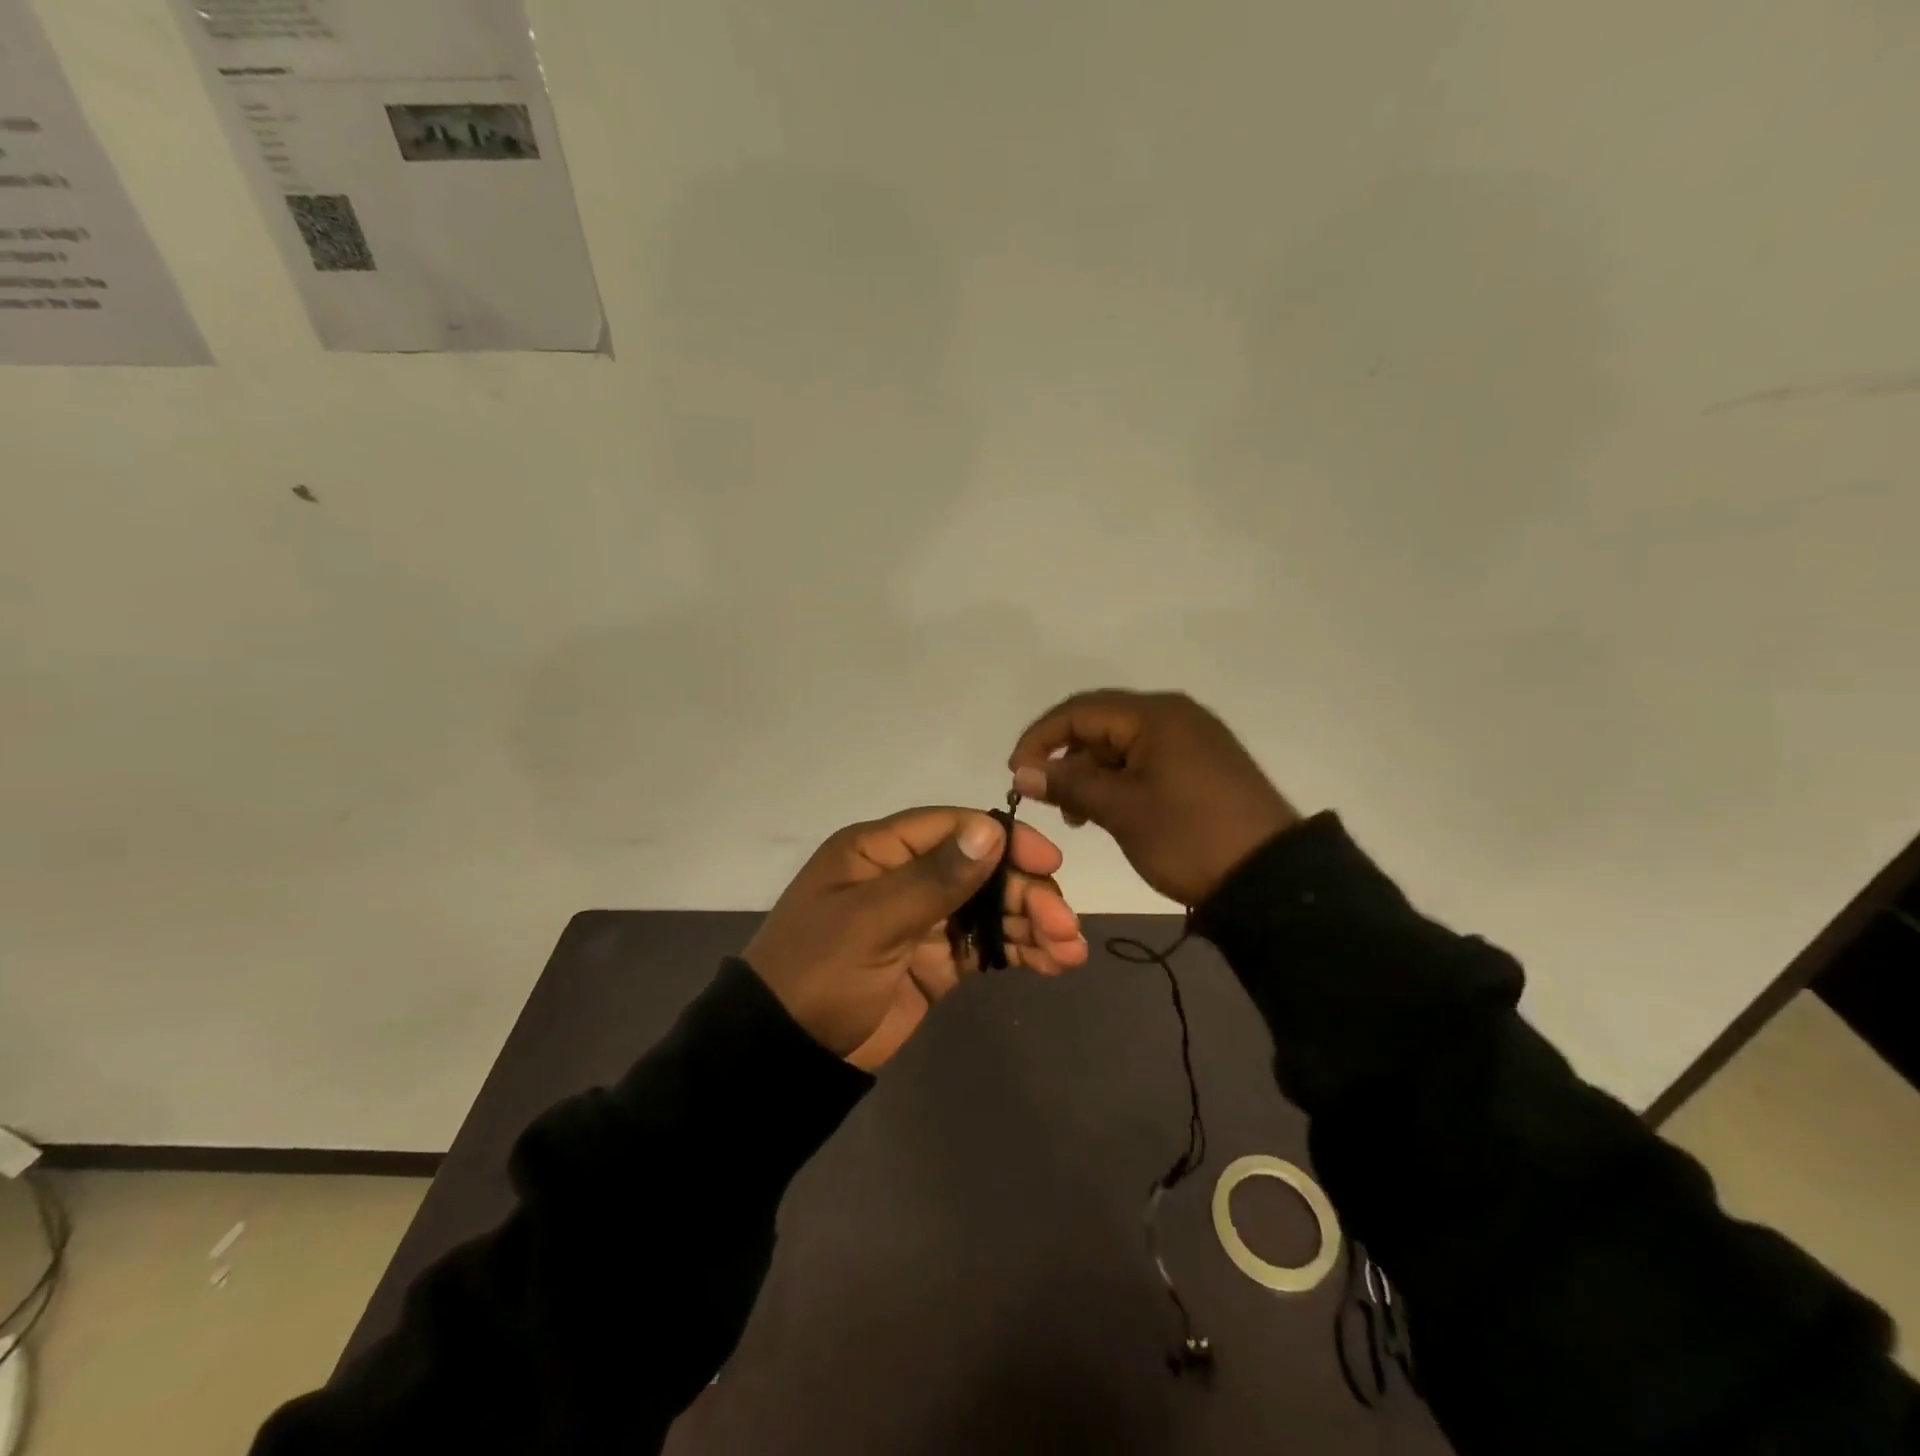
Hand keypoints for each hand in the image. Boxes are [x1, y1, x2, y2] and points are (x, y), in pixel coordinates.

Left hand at [745, 807, 1088, 1071]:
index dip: (1004, 841)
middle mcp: (905, 876)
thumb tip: (991, 830)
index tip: (1048, 864)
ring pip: (989, 909)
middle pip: (980, 870)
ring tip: (1070, 952)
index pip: (953, 828)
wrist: (784, 1055)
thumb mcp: (871, 922)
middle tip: (1064, 927)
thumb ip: (933, 879)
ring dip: (1031, 924)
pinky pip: (984, 946)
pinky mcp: (935, 961)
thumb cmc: (819, 973)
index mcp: (879, 851)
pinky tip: (1052, 963)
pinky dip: (1018, 951)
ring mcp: (923, 920)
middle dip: (1026, 894)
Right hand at [1007, 690, 1299, 907]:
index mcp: (1154, 715)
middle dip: (1065, 757)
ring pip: (1121, 744)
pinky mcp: (1202, 764)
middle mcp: (1174, 715)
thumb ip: (1069, 784)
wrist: (1271, 878)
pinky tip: (1108, 811)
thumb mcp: (1122, 810)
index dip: (1039, 738)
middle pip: (1100, 724)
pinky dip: (1119, 781)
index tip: (1015, 774)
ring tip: (1076, 815)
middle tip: (1045, 798)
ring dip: (1091, 773)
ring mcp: (1191, 739)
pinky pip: (1146, 760)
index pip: (1078, 710)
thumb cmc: (1189, 837)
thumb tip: (1023, 771)